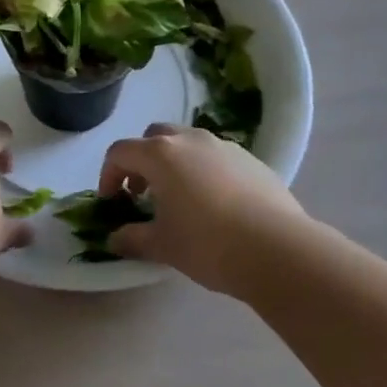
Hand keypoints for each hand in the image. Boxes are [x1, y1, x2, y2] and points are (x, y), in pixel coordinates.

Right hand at [97, 123, 322, 295]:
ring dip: (175, 163)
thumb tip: (114, 240)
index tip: (111, 201)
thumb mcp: (162, 246)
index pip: (120, 152)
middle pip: (154, 137)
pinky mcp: (252, 160)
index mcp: (160, 155)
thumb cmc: (208, 244)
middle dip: (142, 160)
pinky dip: (205, 171)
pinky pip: (216, 157)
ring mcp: (224, 146)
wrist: (279, 250)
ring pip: (188, 143)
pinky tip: (215, 204)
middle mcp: (190, 140)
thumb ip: (132, 239)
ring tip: (180, 198)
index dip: (108, 174)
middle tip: (142, 193)